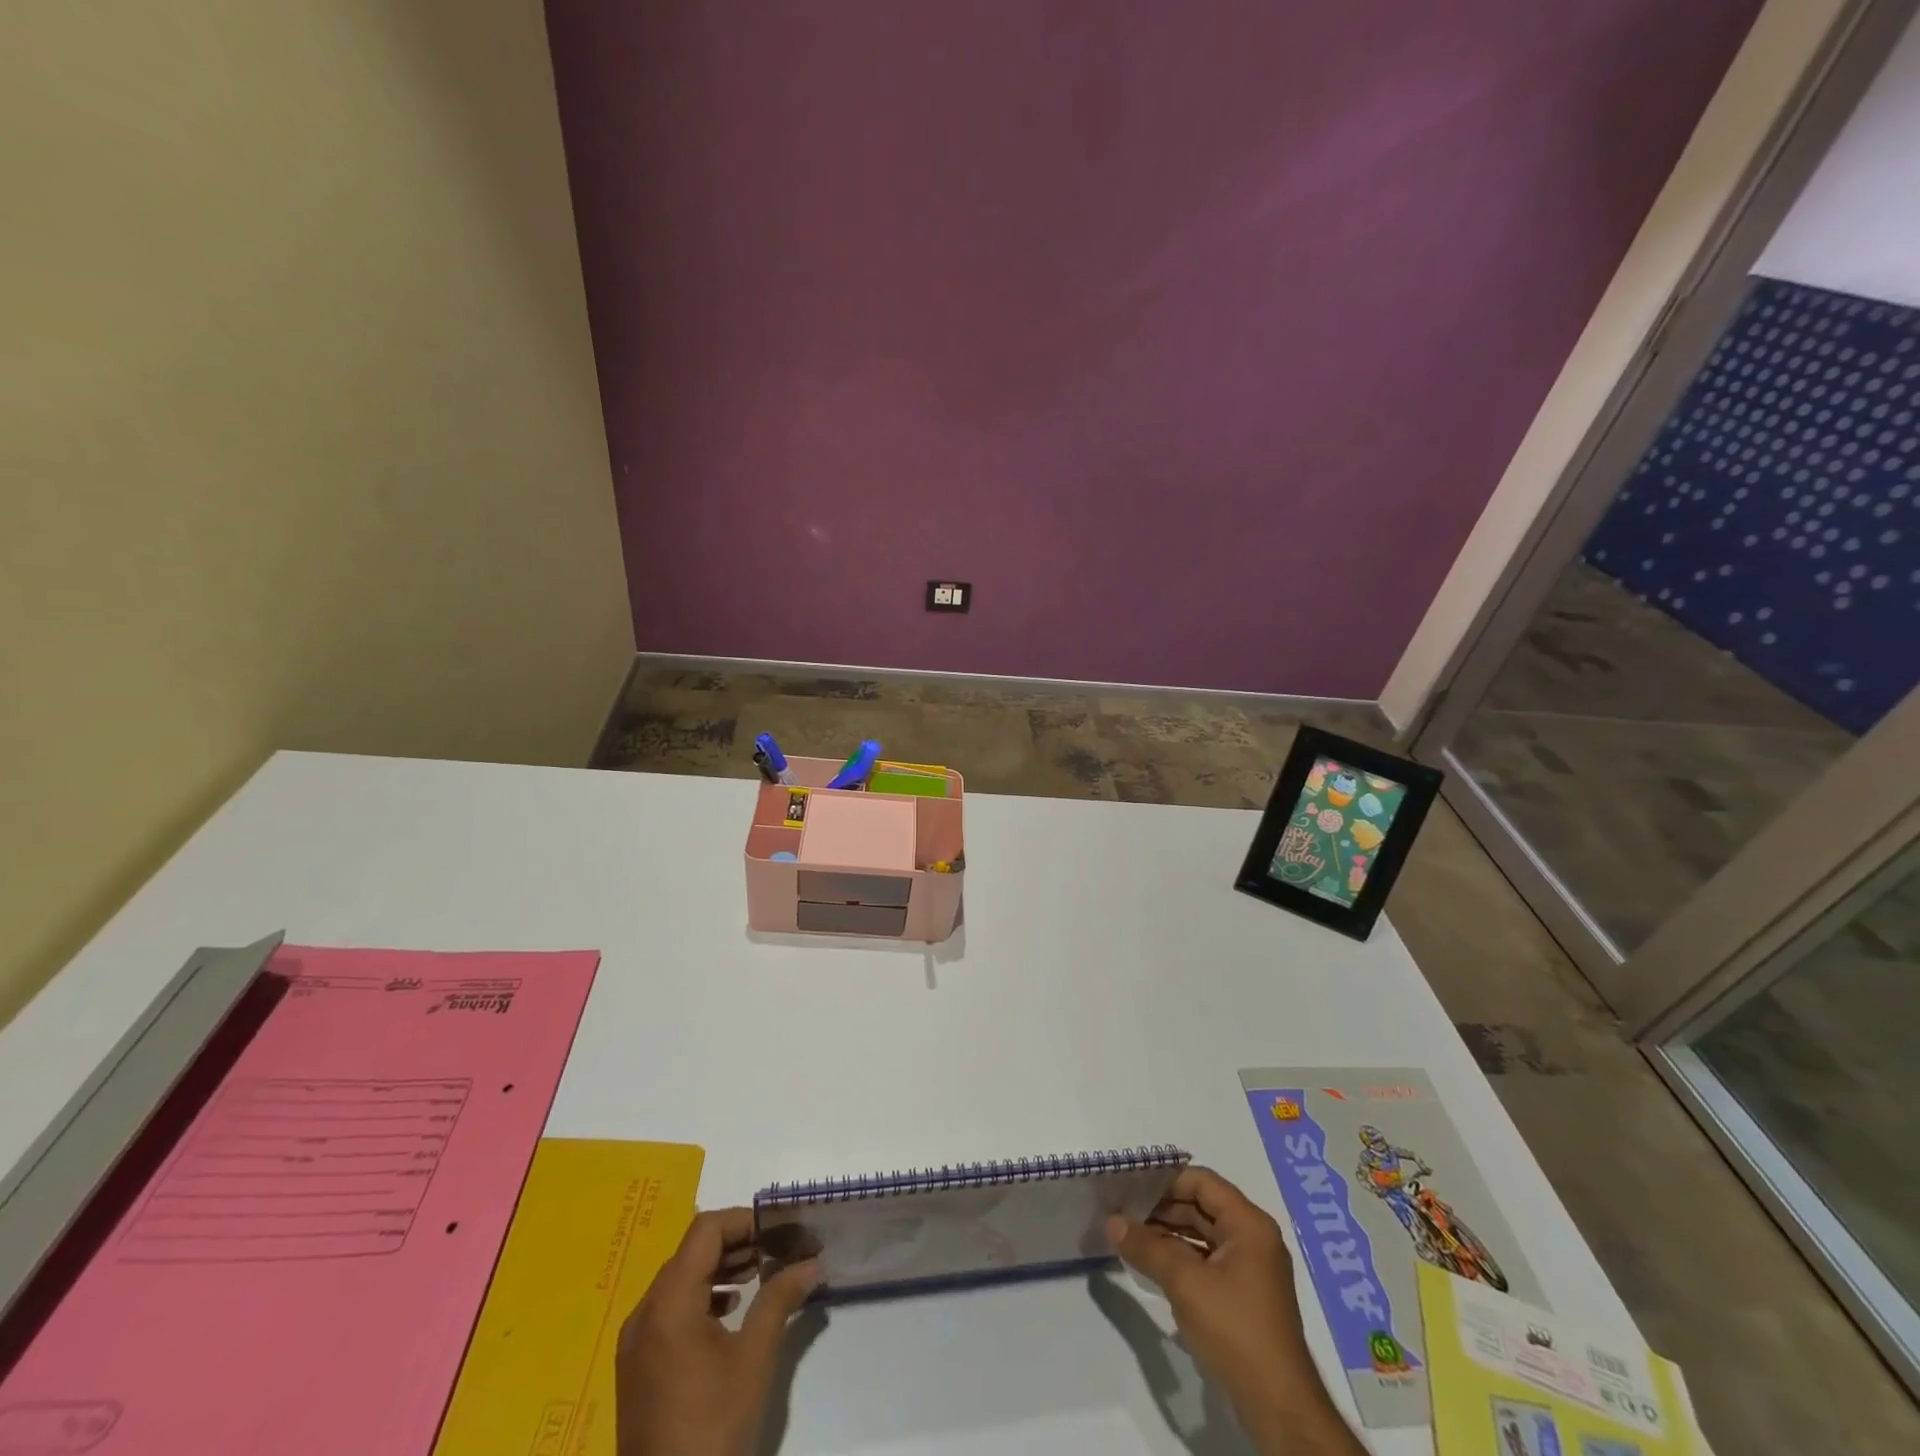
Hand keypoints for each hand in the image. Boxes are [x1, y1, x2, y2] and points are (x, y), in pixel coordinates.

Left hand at [616, 1207, 820, 1455]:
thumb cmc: (713, 1426)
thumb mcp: (755, 1357)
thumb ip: (781, 1298)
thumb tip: (814, 1262)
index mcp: (668, 1302)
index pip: (706, 1230)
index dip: (743, 1221)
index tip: (778, 1230)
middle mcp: (644, 1312)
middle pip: (691, 1251)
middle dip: (735, 1244)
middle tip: (775, 1251)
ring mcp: (635, 1342)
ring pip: (679, 1278)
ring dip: (719, 1269)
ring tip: (758, 1276)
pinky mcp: (636, 1366)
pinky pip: (669, 1308)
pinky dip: (700, 1296)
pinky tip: (728, 1313)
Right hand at [1107, 1167, 1363, 1455]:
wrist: (1278, 1407)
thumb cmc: (1234, 1329)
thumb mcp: (1185, 1283)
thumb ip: (1146, 1247)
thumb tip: (1111, 1221)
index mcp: (1249, 1224)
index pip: (1202, 1182)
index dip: (1167, 1181)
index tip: (1132, 1186)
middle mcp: (1254, 1238)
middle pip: (1202, 1207)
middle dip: (1163, 1208)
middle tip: (1124, 1211)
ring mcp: (1251, 1268)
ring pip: (1203, 1234)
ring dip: (1169, 1233)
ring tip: (1132, 1236)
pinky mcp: (1244, 1295)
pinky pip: (1208, 1260)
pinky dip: (1181, 1257)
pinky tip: (1153, 1264)